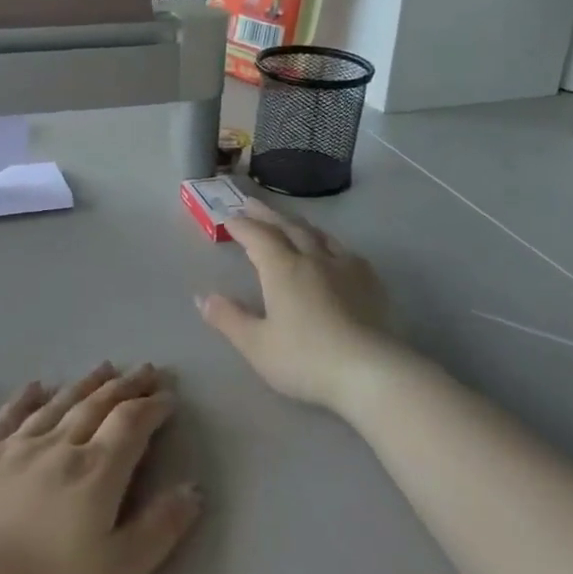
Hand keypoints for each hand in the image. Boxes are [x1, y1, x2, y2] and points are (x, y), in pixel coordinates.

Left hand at [0, 363, 200, 573]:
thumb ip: (157, 531)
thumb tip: (194, 489)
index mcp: (95, 473)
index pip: (132, 425)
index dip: (153, 407)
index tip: (168, 396)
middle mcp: (58, 447)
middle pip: (98, 406)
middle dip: (125, 386)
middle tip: (144, 369)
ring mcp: (14, 448)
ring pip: (58, 404)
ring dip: (85, 384)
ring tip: (104, 367)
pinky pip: (9, 416)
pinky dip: (26, 398)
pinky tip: (36, 385)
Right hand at [196, 201, 396, 413]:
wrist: (370, 371)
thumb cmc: (306, 360)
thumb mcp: (256, 345)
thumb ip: (228, 318)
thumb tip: (202, 297)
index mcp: (283, 269)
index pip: (258, 236)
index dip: (241, 225)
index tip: (228, 218)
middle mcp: (313, 258)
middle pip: (288, 227)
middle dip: (267, 214)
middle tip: (251, 203)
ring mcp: (345, 267)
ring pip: (318, 234)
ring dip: (298, 223)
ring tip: (288, 220)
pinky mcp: (370, 281)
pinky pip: (344, 250)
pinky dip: (328, 242)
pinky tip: (332, 250)